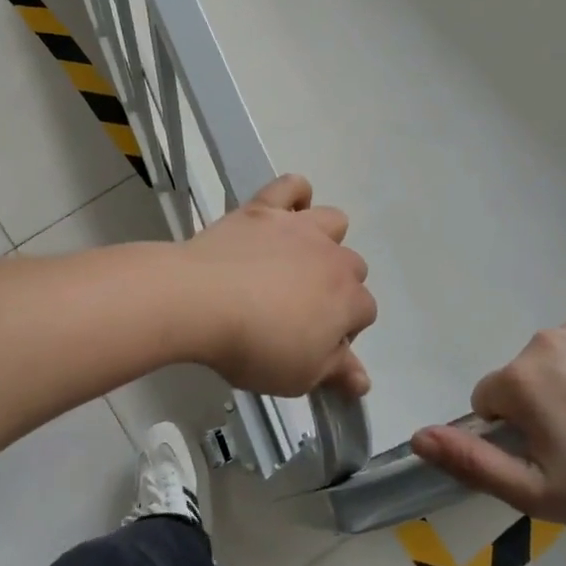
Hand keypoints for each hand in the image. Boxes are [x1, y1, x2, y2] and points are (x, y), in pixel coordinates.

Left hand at [181, 175, 376, 397]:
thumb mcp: (299, 376)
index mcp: (347, 300)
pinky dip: (294, 195)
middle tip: (297, 311)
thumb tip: (363, 380)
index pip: (364, 313)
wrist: (200, 300)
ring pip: (333, 221)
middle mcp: (332, 257)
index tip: (313, 345)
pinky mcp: (264, 208)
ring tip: (293, 261)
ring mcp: (299, 227)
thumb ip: (335, 372)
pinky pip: (291, 185)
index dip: (342, 332)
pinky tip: (282, 214)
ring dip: (324, 240)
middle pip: (352, 268)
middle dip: (334, 288)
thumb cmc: (253, 346)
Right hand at [410, 309, 565, 527]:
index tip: (551, 452)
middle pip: (525, 373)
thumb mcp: (536, 492)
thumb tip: (418, 437)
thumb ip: (471, 462)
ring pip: (561, 354)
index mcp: (519, 380)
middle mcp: (545, 341)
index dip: (514, 430)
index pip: (490, 399)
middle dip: (544, 402)